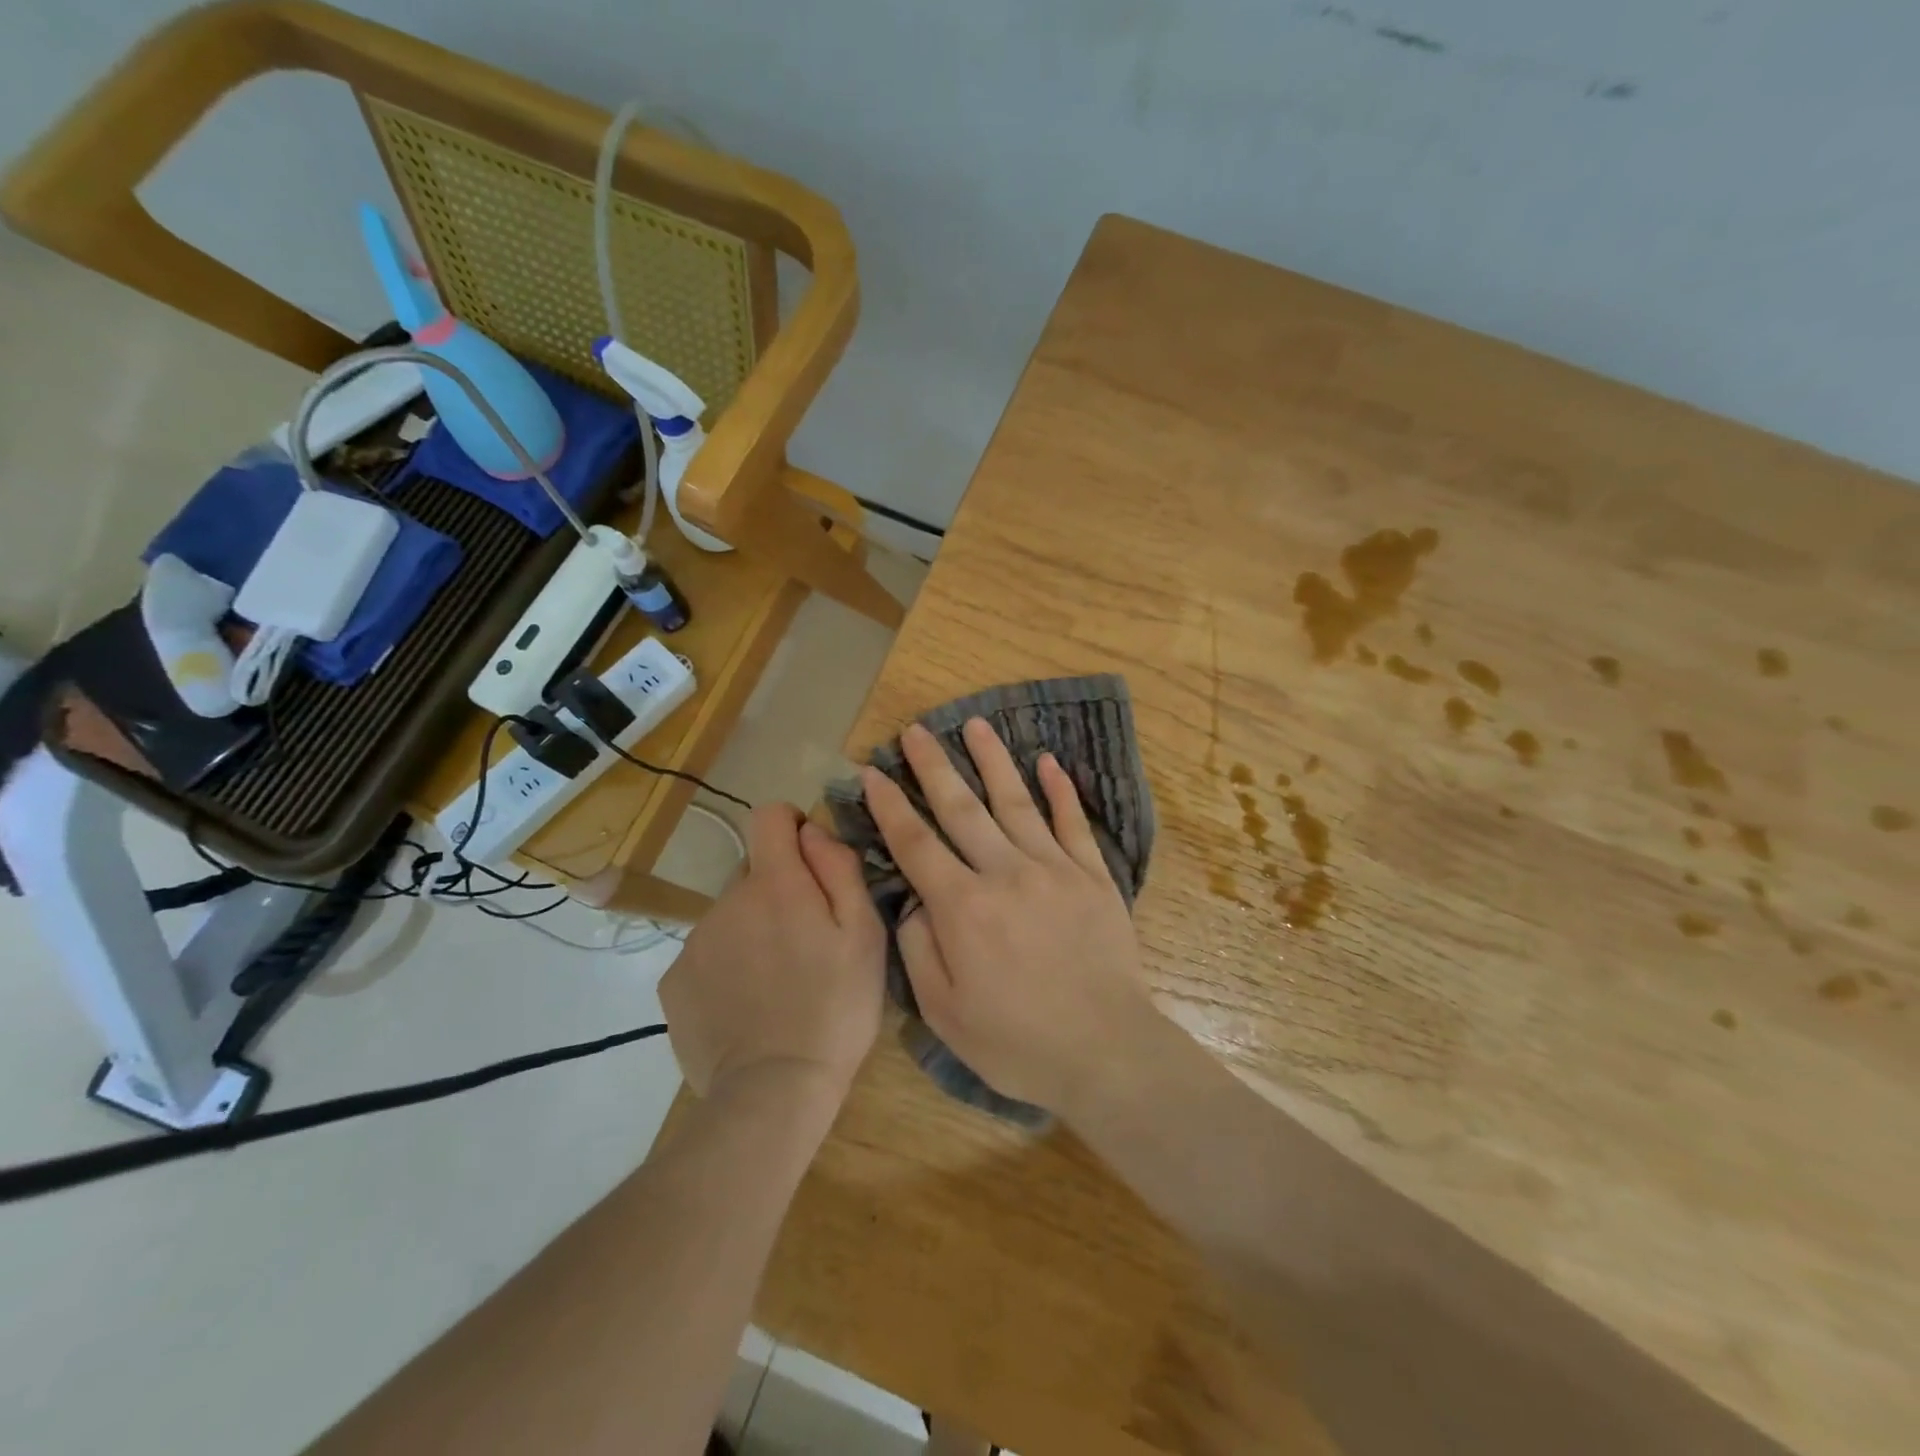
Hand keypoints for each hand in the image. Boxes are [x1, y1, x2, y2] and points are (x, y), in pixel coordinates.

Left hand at [661, 805, 885, 1105]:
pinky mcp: (674, 982)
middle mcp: (726, 901)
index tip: (811, 860)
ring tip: (779, 981)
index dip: (791, 826)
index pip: (768, 816)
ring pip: (731, 915)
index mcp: (775, 884)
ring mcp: (695, 942)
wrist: (775, 1092)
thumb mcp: (864, 934)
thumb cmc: (836, 1008)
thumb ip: (840, 868)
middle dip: (779, 890)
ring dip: (754, 931)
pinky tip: (749, 1004)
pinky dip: (728, 966)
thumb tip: (812, 831)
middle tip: (806, 941)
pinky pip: (707, 953)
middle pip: (753, 871)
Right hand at [861, 718, 1157, 1115]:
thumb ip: (919, 948)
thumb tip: (914, 900)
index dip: (890, 805)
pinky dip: (1060, 791)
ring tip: (976, 724)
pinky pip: (1073, 823)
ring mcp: (1054, 869)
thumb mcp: (944, 1012)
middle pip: (962, 808)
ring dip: (993, 760)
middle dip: (934, 766)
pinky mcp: (1093, 877)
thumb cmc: (1017, 1042)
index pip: (915, 843)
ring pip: (1016, 802)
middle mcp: (1005, 873)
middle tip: (916, 730)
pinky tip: (1049, 762)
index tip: (872, 771)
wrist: (1106, 1052)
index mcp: (963, 907)